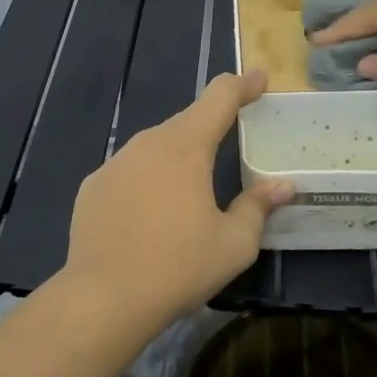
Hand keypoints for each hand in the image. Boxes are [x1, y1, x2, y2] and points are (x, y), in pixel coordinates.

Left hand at [61, 70, 293, 330]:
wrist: (103, 298)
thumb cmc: (178, 267)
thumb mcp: (233, 243)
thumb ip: (258, 207)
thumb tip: (284, 187)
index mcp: (186, 148)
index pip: (218, 98)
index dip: (242, 85)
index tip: (259, 78)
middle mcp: (147, 144)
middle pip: (186, 122)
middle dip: (211, 125)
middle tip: (231, 139)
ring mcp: (114, 163)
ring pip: (155, 147)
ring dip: (177, 156)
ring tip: (191, 187)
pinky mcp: (93, 186)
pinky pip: (129, 171)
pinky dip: (146, 180)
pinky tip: (150, 212)